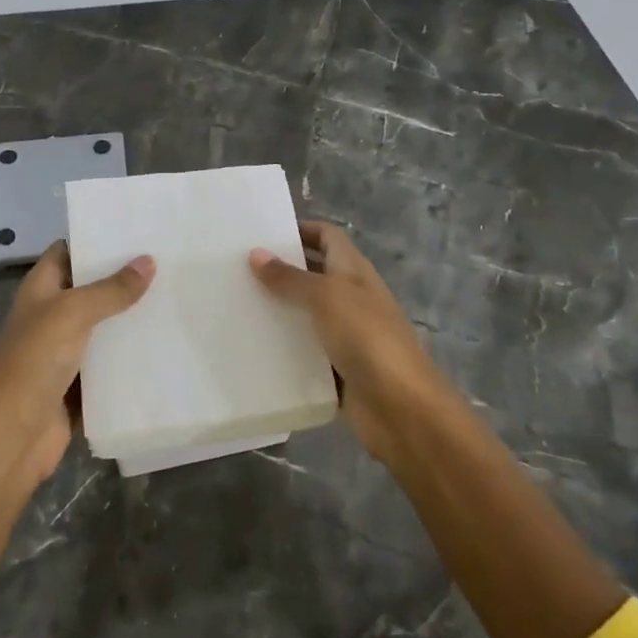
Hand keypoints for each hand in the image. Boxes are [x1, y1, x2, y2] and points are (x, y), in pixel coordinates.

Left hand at [0, 240, 153, 488]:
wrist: (11, 438)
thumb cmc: (33, 363)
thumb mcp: (71, 314)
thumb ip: (110, 289)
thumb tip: (148, 261)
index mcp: (41, 289)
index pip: (69, 251)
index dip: (96, 238)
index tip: (136, 229)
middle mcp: (52, 315)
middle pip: (91, 288)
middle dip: (124, 277)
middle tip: (169, 261)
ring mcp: (65, 351)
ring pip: (104, 326)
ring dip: (131, 316)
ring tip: (176, 295)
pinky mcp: (79, 384)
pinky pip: (110, 363)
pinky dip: (131, 356)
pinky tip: (166, 343)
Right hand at [250, 221, 447, 463]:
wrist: (402, 408)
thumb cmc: (367, 338)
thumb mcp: (326, 297)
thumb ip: (290, 278)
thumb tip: (256, 253)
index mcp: (354, 271)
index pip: (327, 237)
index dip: (300, 230)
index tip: (261, 233)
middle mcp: (350, 297)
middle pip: (313, 273)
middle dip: (280, 269)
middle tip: (236, 268)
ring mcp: (345, 335)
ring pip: (305, 314)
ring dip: (277, 310)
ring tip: (235, 304)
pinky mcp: (336, 369)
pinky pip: (304, 352)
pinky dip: (283, 348)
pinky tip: (251, 346)